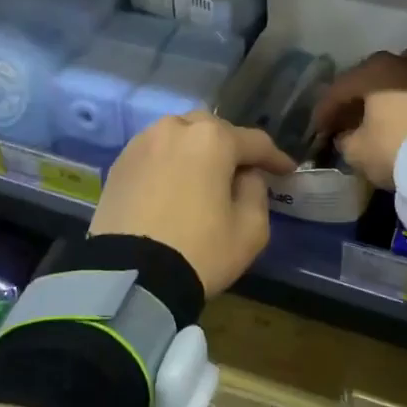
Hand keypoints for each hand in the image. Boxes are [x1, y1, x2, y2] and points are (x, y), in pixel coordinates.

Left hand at [89, 112, 295, 297]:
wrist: (129, 277)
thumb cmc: (199, 251)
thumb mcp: (250, 230)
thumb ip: (257, 192)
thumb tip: (246, 176)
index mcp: (212, 139)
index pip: (254, 142)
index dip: (275, 158)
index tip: (287, 171)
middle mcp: (176, 128)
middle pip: (213, 130)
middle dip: (231, 147)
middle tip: (242, 171)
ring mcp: (143, 142)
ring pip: (180, 135)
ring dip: (196, 150)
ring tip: (204, 175)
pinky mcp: (119, 163)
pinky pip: (155, 152)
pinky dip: (169, 162)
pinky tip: (173, 184)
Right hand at [310, 49, 406, 189]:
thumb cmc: (399, 150)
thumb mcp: (359, 152)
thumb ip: (345, 140)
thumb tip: (346, 134)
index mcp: (373, 72)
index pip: (339, 89)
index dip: (325, 110)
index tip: (319, 129)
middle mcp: (402, 60)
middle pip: (372, 77)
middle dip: (359, 97)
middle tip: (351, 117)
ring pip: (404, 76)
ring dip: (393, 92)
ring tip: (388, 112)